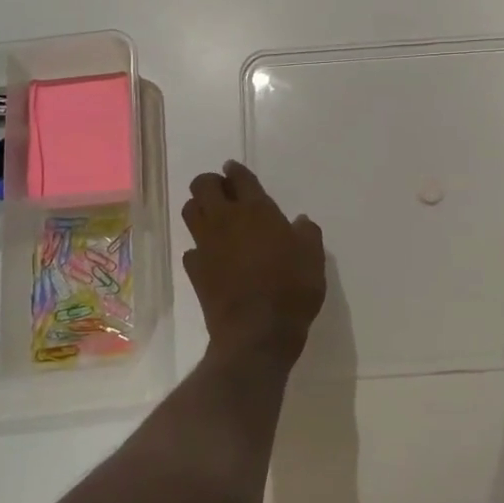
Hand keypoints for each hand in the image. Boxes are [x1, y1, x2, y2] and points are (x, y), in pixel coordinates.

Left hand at [182, 161, 325, 361]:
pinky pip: (191, 249)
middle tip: (224, 192)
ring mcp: (206, 245)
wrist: (257, 333)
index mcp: (256, 210)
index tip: (234, 169)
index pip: (239, 177)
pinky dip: (200, 247)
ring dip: (199, 208)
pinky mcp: (195, 271)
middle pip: (203, 185)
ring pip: (190, 211)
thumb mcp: (313, 258)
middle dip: (211, 183)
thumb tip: (300, 221)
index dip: (235, 170)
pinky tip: (212, 255)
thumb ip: (306, 233)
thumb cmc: (291, 289)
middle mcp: (226, 220)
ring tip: (214, 217)